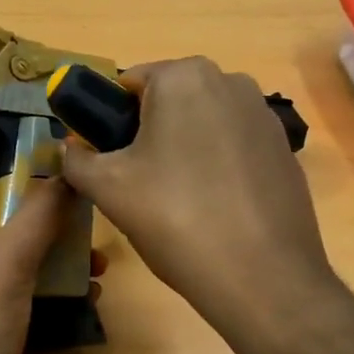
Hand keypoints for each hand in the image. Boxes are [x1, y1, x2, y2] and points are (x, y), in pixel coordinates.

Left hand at [0, 147, 71, 353]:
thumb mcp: (8, 259)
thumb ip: (40, 210)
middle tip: (89, 193)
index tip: (54, 137)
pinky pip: (22, 281)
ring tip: (98, 250)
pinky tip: (88, 289)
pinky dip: (51, 279)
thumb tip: (68, 166)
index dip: (4, 142)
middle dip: (44, 198)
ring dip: (55, 243)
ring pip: (16, 244)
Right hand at [59, 57, 335, 333]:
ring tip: (178, 204)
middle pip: (167, 103)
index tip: (107, 164)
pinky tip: (214, 210)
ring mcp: (264, 116)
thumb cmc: (176, 219)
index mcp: (184, 76)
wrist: (262, 276)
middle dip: (147, 137)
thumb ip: (77, 159)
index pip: (127, 84)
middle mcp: (230, 81)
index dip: (108, 123)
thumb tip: (69, 149)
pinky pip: (233, 149)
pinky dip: (216, 169)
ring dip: (182, 153)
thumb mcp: (108, 188)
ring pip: (202, 126)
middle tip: (138, 188)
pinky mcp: (284, 150)